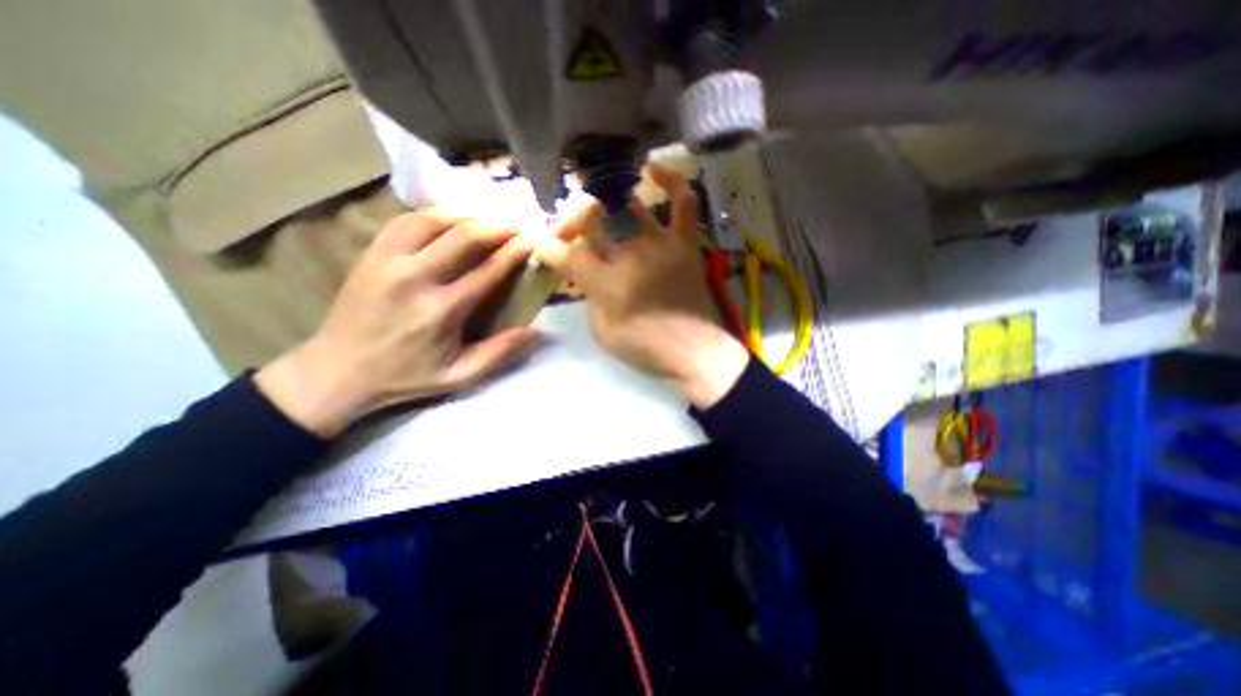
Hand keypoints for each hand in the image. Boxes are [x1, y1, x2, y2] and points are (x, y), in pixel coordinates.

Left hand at [254, 210, 538, 434]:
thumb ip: (498, 353)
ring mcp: (388, 261)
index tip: (530, 240)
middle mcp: (415, 278)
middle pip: (462, 237)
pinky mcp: (370, 255)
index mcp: (442, 309)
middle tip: (514, 223)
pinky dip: (431, 216)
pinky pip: (404, 222)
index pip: (486, 270)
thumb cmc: (406, 376)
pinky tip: (447, 219)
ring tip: (484, 219)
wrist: (337, 371)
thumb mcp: (459, 376)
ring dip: (464, 216)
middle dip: (494, 226)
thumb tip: (535, 331)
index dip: (512, 253)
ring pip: (432, 221)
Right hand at [542, 167, 746, 406]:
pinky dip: (671, 181)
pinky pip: (683, 202)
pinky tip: (652, 169)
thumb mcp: (601, 330)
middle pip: (588, 219)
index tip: (545, 249)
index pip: (563, 250)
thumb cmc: (644, 347)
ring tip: (598, 210)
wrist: (692, 351)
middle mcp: (628, 253)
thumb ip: (587, 297)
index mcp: (604, 280)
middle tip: (569, 231)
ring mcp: (660, 243)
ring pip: (626, 208)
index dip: (548, 246)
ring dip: (605, 206)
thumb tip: (582, 273)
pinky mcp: (684, 243)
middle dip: (570, 221)